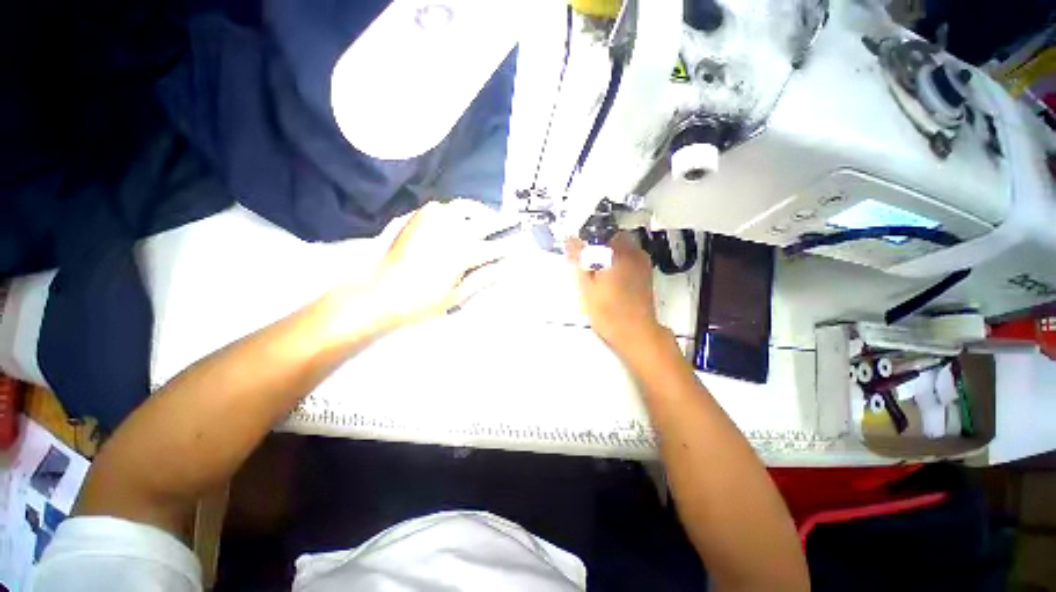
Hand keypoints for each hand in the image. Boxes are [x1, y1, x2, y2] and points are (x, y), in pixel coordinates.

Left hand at [367, 199, 511, 326]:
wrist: (383, 293)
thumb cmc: (423, 301)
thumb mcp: (458, 296)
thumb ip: (484, 278)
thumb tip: (508, 270)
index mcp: (465, 252)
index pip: (496, 247)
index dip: (510, 246)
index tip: (520, 244)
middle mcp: (453, 230)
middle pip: (486, 221)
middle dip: (502, 222)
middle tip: (511, 223)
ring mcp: (435, 220)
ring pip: (465, 207)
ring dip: (480, 211)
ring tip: (485, 219)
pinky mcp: (419, 217)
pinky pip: (443, 206)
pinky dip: (455, 209)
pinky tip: (457, 219)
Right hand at [566, 233, 666, 356]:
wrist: (636, 333)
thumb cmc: (608, 312)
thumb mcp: (586, 287)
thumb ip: (579, 260)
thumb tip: (570, 240)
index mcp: (618, 253)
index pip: (598, 231)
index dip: (584, 238)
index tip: (575, 249)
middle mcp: (634, 252)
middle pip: (610, 237)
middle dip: (595, 246)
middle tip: (584, 263)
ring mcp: (642, 262)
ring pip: (619, 247)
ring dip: (606, 254)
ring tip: (595, 273)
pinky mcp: (645, 272)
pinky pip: (627, 257)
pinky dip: (616, 262)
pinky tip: (608, 279)